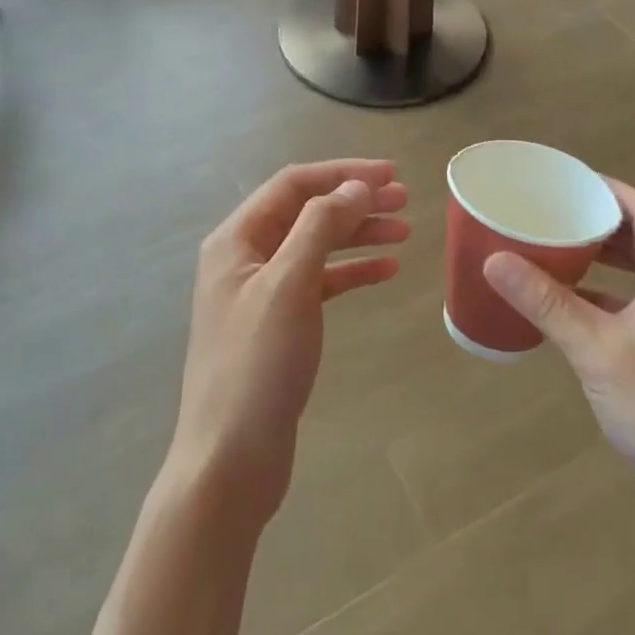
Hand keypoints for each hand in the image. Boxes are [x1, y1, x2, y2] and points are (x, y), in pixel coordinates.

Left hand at [170, 160, 408, 525]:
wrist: (230, 460)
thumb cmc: (256, 366)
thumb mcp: (289, 286)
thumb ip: (320, 228)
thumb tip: (355, 187)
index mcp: (236, 240)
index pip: (293, 185)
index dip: (342, 174)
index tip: (391, 175)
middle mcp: (245, 258)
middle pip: (306, 212)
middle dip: (354, 202)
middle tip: (405, 201)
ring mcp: (261, 293)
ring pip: (316, 246)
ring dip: (358, 235)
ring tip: (404, 232)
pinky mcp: (279, 324)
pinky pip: (319, 283)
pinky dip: (351, 272)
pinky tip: (386, 272)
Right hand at [482, 179, 634, 539]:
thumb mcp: (595, 349)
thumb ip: (545, 302)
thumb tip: (494, 259)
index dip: (606, 189)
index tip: (564, 180)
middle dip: (599, 222)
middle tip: (552, 213)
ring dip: (604, 259)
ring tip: (557, 250)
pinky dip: (609, 294)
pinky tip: (574, 306)